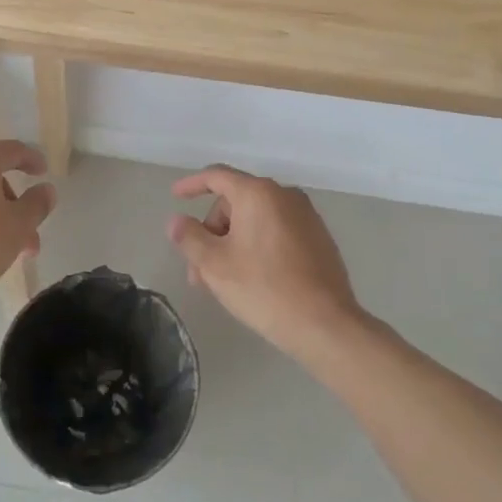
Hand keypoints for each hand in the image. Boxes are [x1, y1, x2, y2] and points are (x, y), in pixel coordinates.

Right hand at [166, 166, 367, 362]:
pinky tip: (252, 278)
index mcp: (258, 193)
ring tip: (221, 281)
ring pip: (256, 220)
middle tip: (199, 269)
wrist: (325, 325)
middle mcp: (284, 196)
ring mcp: (306, 217)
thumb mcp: (214, 264)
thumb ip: (189, 237)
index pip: (216, 176)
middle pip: (236, 202)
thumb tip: (176, 221)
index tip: (175, 196)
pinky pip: (276, 231)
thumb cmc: (263, 288)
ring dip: (232, 243)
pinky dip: (257, 245)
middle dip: (212, 231)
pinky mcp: (319, 239)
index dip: (192, 184)